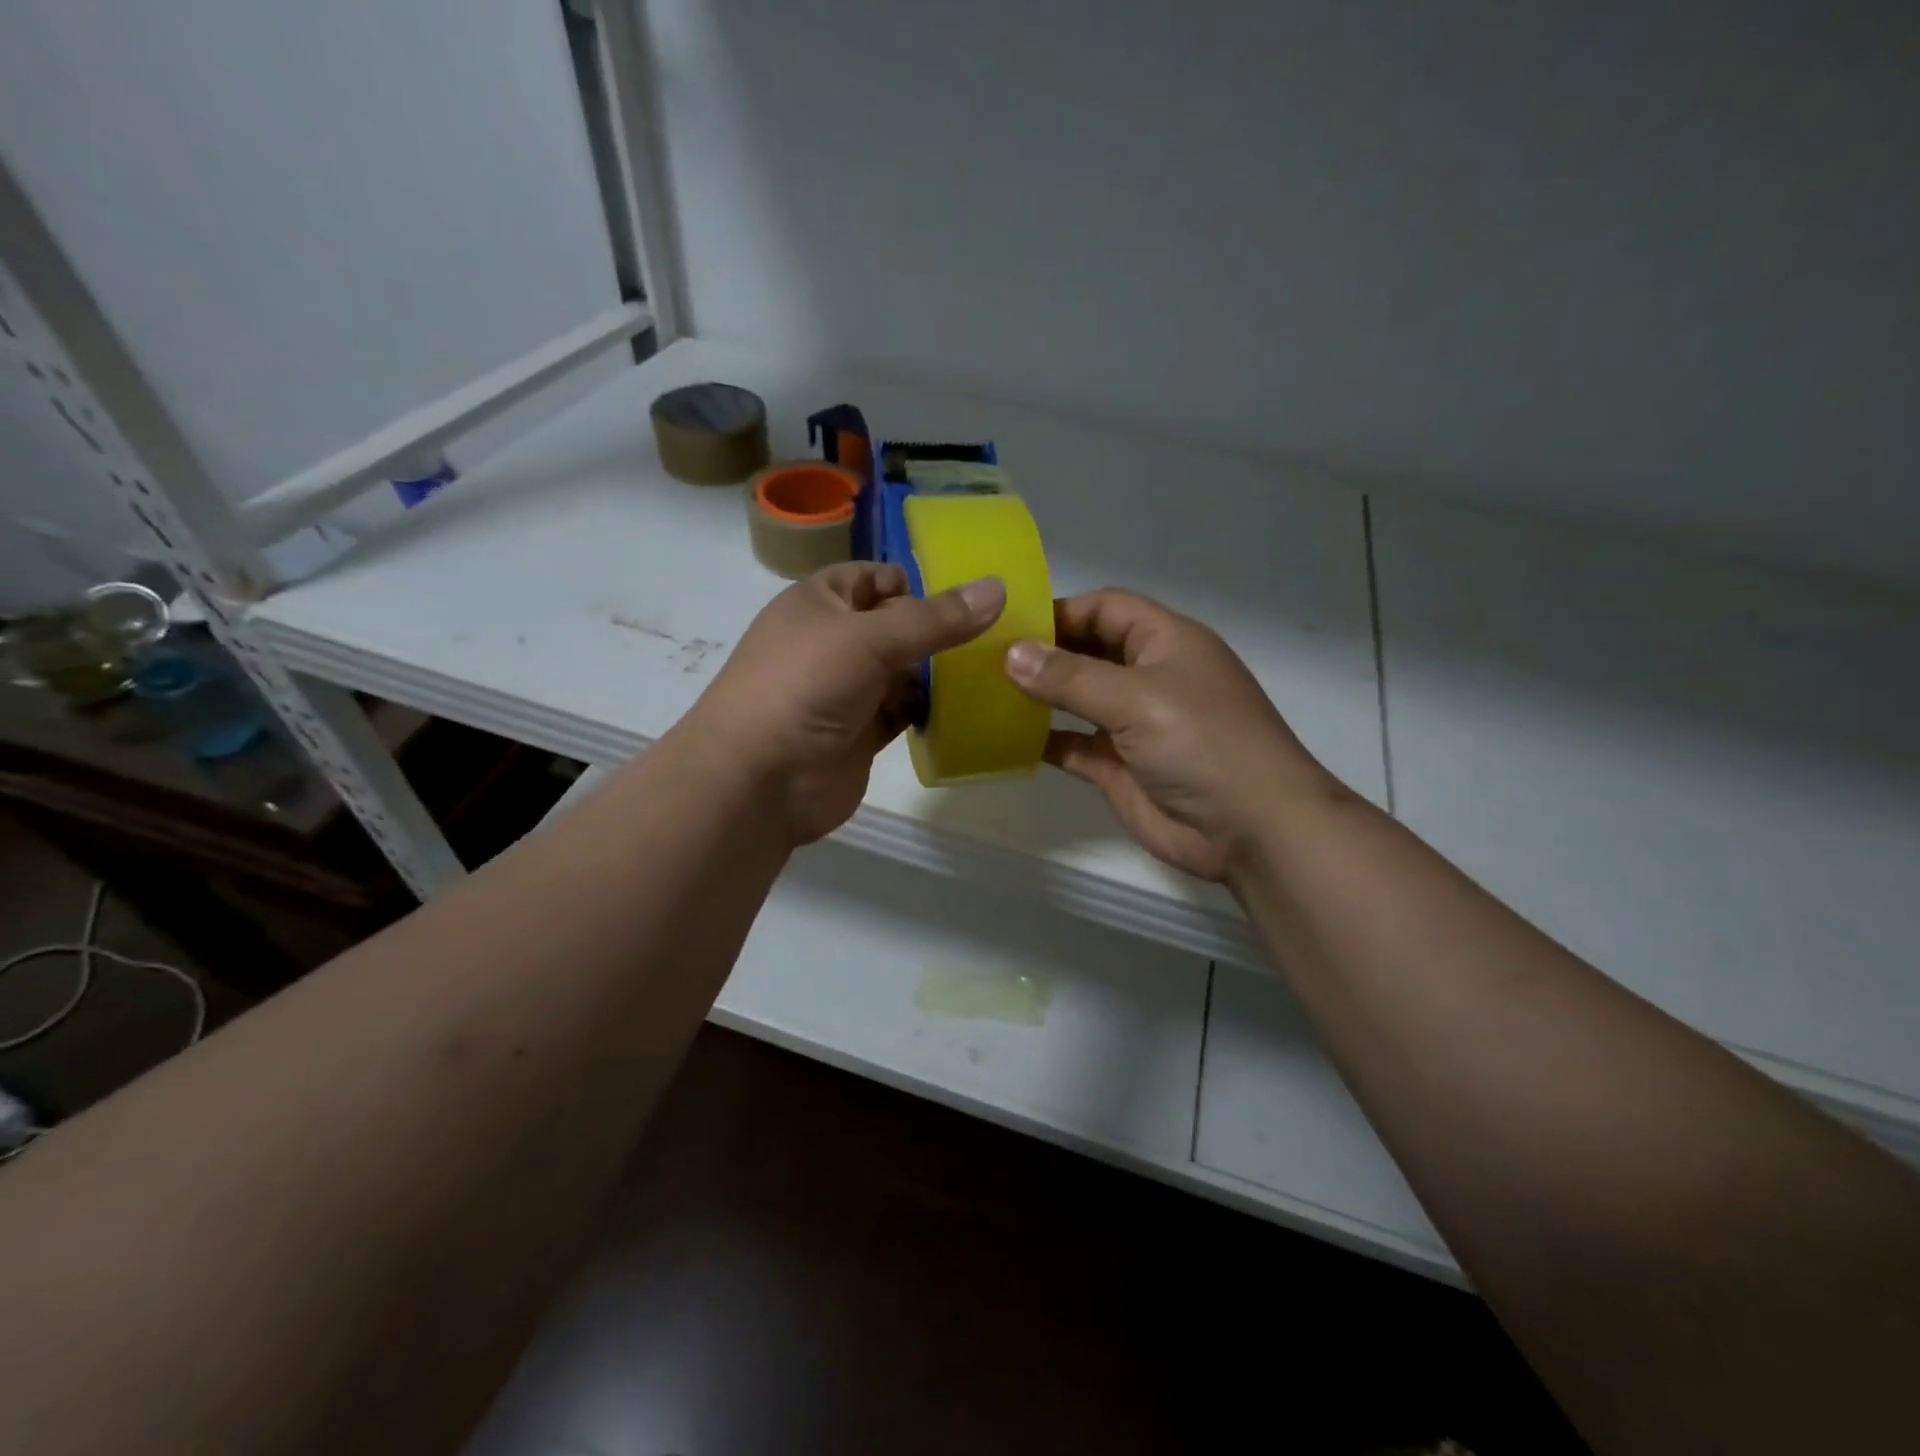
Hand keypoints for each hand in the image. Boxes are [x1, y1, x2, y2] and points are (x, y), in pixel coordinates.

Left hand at [683, 563, 1005, 844]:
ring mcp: (847, 691)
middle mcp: (833, 642)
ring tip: (995, 669)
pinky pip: (903, 713)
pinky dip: (930, 711)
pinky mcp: (861, 734)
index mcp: (820, 602)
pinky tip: (969, 709)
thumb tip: (998, 588)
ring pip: (903, 672)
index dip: (916, 582)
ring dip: (939, 673)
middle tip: (1000, 634)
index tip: (970, 597)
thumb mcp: (869, 639)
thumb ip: (934, 619)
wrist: (759, 781)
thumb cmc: (805, 687)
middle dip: (938, 630)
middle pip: (895, 626)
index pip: (874, 577)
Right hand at [1004, 589, 1344, 881]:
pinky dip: (1045, 740)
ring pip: (1077, 698)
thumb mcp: (1137, 698)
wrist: (1251, 830)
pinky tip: (1006, 739)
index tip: (1007, 624)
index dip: (1060, 610)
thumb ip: (1070, 677)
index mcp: (1165, 641)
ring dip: (1039, 696)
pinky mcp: (1119, 767)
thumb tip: (1012, 655)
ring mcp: (1133, 724)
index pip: (1106, 608)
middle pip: (1088, 650)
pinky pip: (1074, 744)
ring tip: (986, 692)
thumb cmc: (1202, 744)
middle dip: (1043, 652)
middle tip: (984, 657)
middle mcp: (1148, 676)